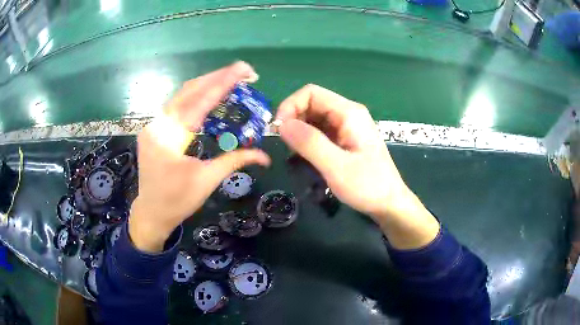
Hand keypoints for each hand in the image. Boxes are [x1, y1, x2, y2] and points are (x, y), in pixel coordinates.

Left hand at [129, 62, 270, 251]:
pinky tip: (211, 95)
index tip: (244, 69)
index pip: (200, 101)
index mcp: (169, 137)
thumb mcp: (207, 180)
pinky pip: (177, 104)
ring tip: (231, 79)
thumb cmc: (177, 201)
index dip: (223, 83)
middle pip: (189, 90)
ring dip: (207, 83)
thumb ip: (235, 161)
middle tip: (243, 72)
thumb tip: (265, 156)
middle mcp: (158, 124)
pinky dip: (196, 96)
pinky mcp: (155, 128)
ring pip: (182, 94)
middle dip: (217, 77)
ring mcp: (154, 124)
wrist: (151, 212)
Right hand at [276, 84, 438, 248]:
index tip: (279, 130)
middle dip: (293, 120)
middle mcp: (348, 114)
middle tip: (286, 146)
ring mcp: (347, 126)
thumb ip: (310, 143)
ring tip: (295, 153)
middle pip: (311, 103)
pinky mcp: (345, 139)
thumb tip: (281, 124)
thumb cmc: (368, 186)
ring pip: (314, 118)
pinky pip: (320, 131)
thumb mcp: (337, 166)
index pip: (311, 93)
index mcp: (349, 113)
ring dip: (299, 131)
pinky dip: (307, 140)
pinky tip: (306, 156)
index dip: (290, 106)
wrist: (389, 204)